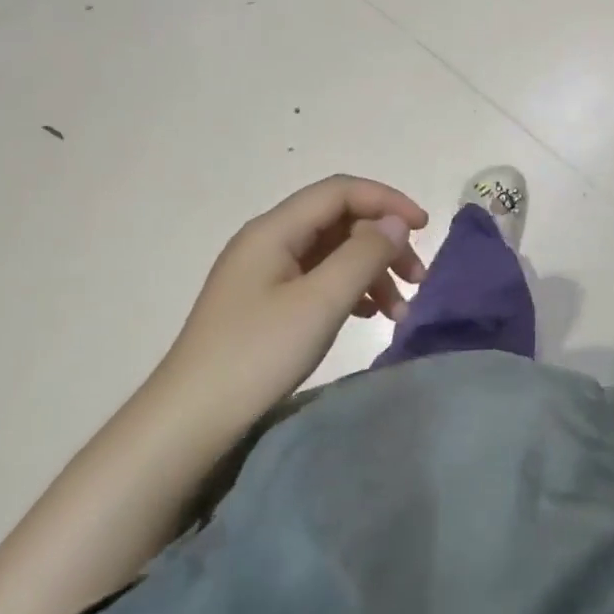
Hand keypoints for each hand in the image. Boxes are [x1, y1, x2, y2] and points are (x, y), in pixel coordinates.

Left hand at [153, 176, 427, 434]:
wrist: (190, 421)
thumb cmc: (257, 355)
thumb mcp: (319, 302)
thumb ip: (363, 255)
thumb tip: (396, 223)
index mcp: (274, 230)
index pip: (340, 192)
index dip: (387, 201)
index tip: (424, 228)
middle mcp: (269, 241)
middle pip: (339, 221)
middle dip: (383, 242)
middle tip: (417, 279)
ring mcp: (265, 273)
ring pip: (333, 252)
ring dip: (371, 271)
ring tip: (400, 310)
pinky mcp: (266, 303)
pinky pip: (319, 279)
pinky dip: (351, 290)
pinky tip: (369, 314)